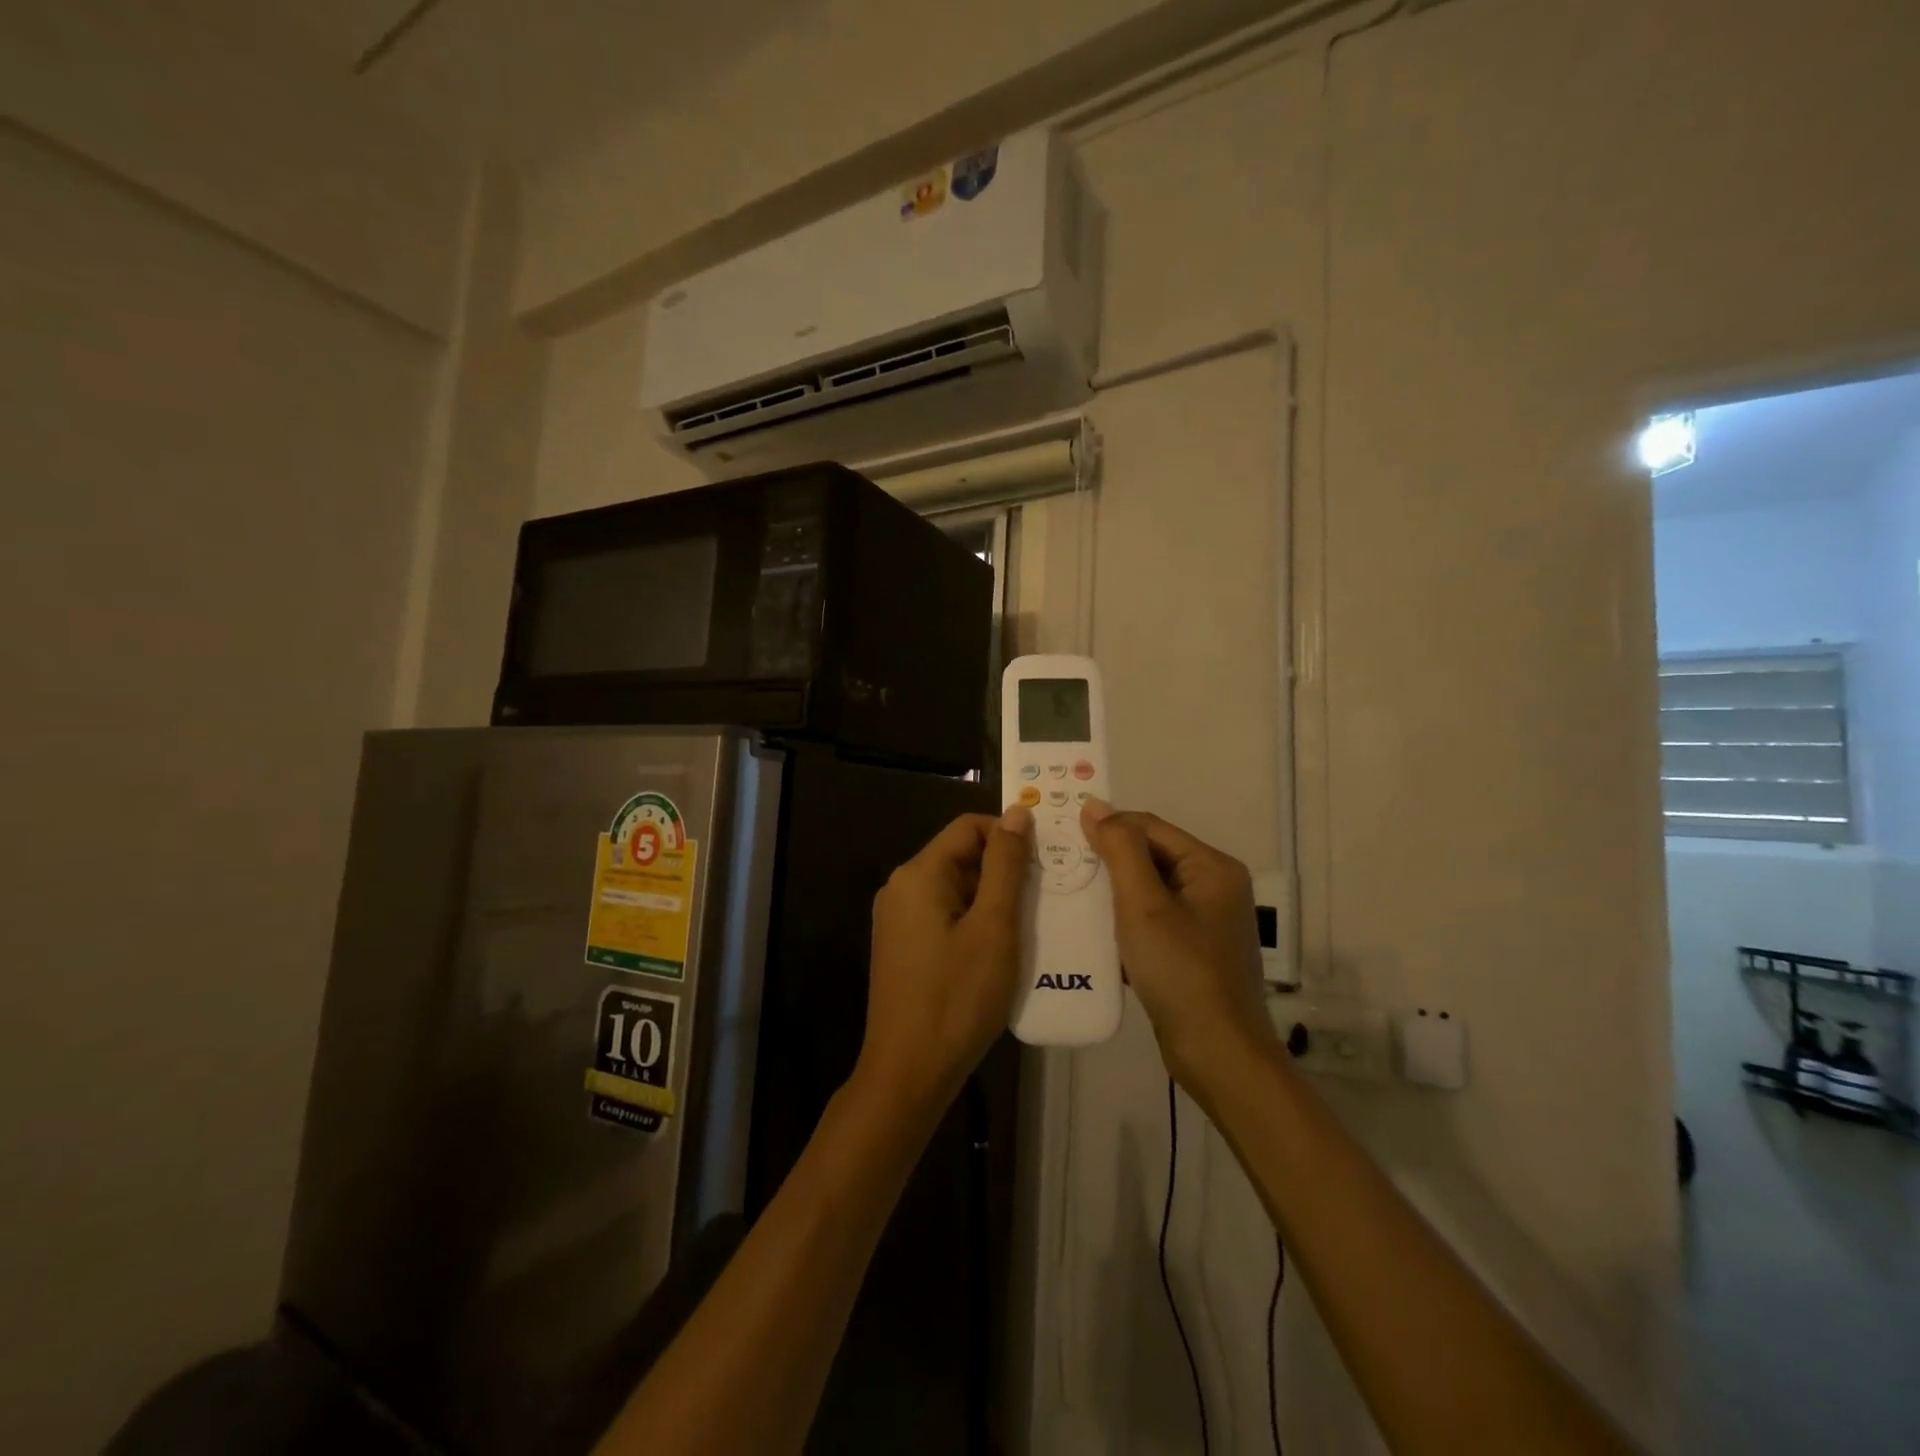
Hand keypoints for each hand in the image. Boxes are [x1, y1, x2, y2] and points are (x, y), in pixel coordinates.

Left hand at [854, 808, 1032, 1115]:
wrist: (908, 1072)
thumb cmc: (958, 997)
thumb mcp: (994, 927)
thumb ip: (1006, 866)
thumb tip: (1017, 813)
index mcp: (918, 874)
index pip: (968, 828)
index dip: (1008, 835)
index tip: (1046, 859)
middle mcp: (900, 887)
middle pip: (959, 856)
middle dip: (1002, 869)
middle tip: (1045, 894)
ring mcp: (896, 918)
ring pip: (953, 887)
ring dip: (991, 898)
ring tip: (1030, 922)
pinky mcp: (902, 945)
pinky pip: (942, 914)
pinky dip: (973, 919)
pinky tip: (999, 948)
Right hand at [1081, 800, 1278, 1091]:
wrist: (1218, 1055)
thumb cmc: (1181, 972)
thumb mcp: (1143, 905)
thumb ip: (1120, 850)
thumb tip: (1095, 804)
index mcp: (1211, 866)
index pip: (1149, 826)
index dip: (1107, 825)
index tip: (1061, 835)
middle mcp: (1214, 885)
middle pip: (1150, 856)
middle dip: (1107, 860)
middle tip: (1059, 866)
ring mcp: (1205, 920)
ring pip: (1148, 889)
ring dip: (1111, 891)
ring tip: (1069, 894)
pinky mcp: (1193, 949)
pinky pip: (1152, 919)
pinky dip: (1124, 920)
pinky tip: (1092, 931)